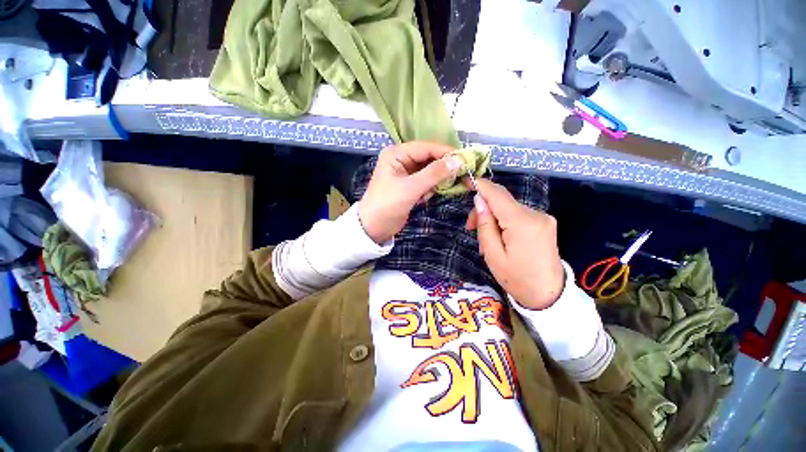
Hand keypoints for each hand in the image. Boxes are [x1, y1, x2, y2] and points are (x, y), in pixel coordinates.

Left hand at [359, 142, 463, 243]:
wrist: (374, 228)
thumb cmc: (387, 206)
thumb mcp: (410, 189)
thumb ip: (434, 174)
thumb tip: (458, 160)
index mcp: (397, 154)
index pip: (426, 147)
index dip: (445, 152)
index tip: (466, 159)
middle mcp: (402, 159)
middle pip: (429, 158)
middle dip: (442, 168)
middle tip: (460, 175)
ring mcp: (406, 173)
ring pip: (430, 171)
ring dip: (435, 181)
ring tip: (432, 192)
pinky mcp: (410, 185)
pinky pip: (427, 182)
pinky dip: (430, 189)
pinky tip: (424, 198)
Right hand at [465, 179, 564, 309]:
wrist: (548, 296)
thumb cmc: (516, 278)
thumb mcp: (492, 254)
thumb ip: (485, 225)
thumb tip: (479, 200)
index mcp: (522, 223)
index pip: (498, 195)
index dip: (481, 185)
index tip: (465, 179)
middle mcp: (536, 214)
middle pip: (502, 201)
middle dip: (484, 209)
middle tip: (470, 227)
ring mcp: (543, 218)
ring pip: (509, 208)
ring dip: (493, 217)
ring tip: (485, 238)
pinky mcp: (544, 223)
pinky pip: (518, 215)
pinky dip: (504, 221)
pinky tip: (500, 236)